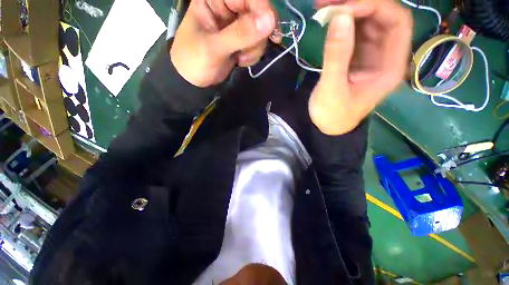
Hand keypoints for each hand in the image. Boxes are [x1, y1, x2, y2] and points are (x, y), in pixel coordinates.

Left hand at [170, 0, 277, 86]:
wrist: (194, 80)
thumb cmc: (195, 60)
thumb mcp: (214, 47)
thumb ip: (240, 34)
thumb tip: (270, 19)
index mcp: (215, 0)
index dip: (262, 9)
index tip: (271, 30)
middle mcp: (228, 8)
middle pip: (259, 13)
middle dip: (257, 36)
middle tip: (245, 52)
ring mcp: (236, 25)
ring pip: (261, 31)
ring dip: (254, 49)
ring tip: (239, 58)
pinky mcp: (242, 40)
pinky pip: (257, 44)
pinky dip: (252, 55)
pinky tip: (240, 61)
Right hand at [309, 0, 411, 134]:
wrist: (327, 125)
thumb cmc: (332, 114)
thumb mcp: (332, 89)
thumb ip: (336, 55)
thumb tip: (339, 16)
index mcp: (391, 66)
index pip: (397, 22)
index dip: (375, 6)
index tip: (345, 8)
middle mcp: (387, 55)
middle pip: (383, 17)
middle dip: (359, 3)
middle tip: (328, 1)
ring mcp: (371, 55)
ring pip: (367, 21)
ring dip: (348, 9)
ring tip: (324, 6)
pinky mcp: (357, 57)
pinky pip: (354, 32)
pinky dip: (342, 22)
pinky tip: (327, 18)